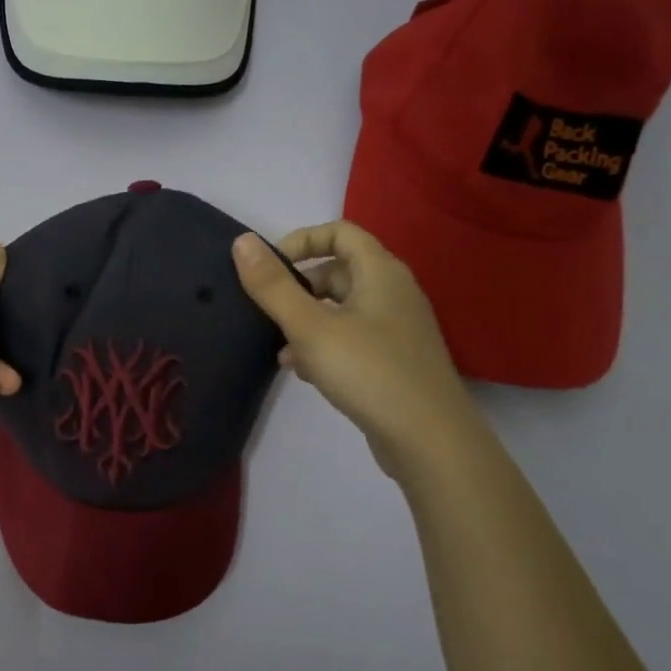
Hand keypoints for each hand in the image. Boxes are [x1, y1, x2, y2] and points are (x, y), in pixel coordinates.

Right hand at [232, 221, 475, 479]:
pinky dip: (325, 346)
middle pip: (338, 271)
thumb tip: (242, 241)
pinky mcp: (394, 360)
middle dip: (299, 288)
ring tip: (282, 349)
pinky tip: (306, 372)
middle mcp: (393, 292)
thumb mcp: (310, 327)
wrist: (428, 439)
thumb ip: (273, 285)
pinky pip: (352, 338)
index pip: (340, 232)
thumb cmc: (368, 371)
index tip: (270, 268)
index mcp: (380, 272)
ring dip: (307, 322)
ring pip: (341, 309)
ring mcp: (396, 328)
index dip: (302, 241)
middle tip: (268, 313)